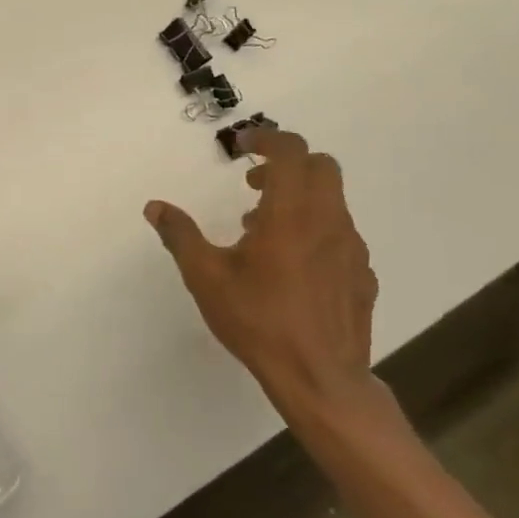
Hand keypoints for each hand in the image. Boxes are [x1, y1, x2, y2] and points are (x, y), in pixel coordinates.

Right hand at [145, 127, 380, 421]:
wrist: (320, 380)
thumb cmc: (259, 321)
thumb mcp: (207, 277)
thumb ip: (180, 235)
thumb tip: (154, 207)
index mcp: (291, 212)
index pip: (291, 150)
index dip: (266, 137)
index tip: (243, 145)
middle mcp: (328, 220)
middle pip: (321, 165)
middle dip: (287, 163)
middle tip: (254, 185)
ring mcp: (352, 248)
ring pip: (333, 201)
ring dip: (301, 199)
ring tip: (265, 232)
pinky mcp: (363, 275)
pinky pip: (341, 235)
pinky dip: (317, 231)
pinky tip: (294, 266)